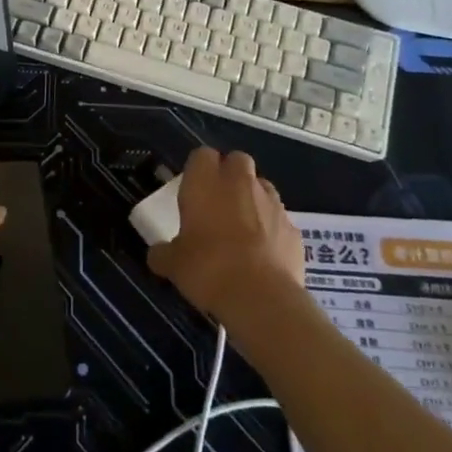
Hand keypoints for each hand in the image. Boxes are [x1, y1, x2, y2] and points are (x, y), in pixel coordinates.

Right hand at [148, 148, 304, 323]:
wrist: (261, 297)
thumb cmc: (207, 269)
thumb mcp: (173, 264)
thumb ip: (163, 253)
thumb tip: (157, 255)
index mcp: (205, 182)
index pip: (202, 155)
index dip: (198, 168)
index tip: (192, 188)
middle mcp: (240, 183)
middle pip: (238, 160)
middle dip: (230, 173)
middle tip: (218, 200)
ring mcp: (272, 203)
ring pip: (262, 186)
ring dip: (253, 198)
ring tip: (242, 226)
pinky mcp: (293, 228)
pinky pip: (279, 218)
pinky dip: (272, 228)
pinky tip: (263, 253)